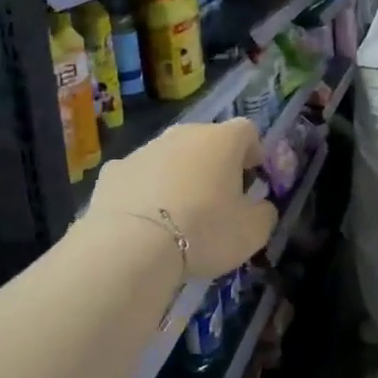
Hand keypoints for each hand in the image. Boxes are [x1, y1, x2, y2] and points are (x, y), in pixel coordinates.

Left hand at [85, 117, 276, 279]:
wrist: (131, 247)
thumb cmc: (204, 232)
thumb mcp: (252, 232)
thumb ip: (264, 213)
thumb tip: (261, 206)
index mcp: (221, 141)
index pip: (246, 130)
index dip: (254, 150)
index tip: (254, 174)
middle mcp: (182, 134)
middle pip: (205, 140)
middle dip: (214, 162)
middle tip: (218, 195)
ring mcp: (144, 150)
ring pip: (170, 156)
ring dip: (179, 175)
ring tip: (179, 212)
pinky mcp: (113, 170)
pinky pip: (139, 175)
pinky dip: (145, 190)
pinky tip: (144, 219)